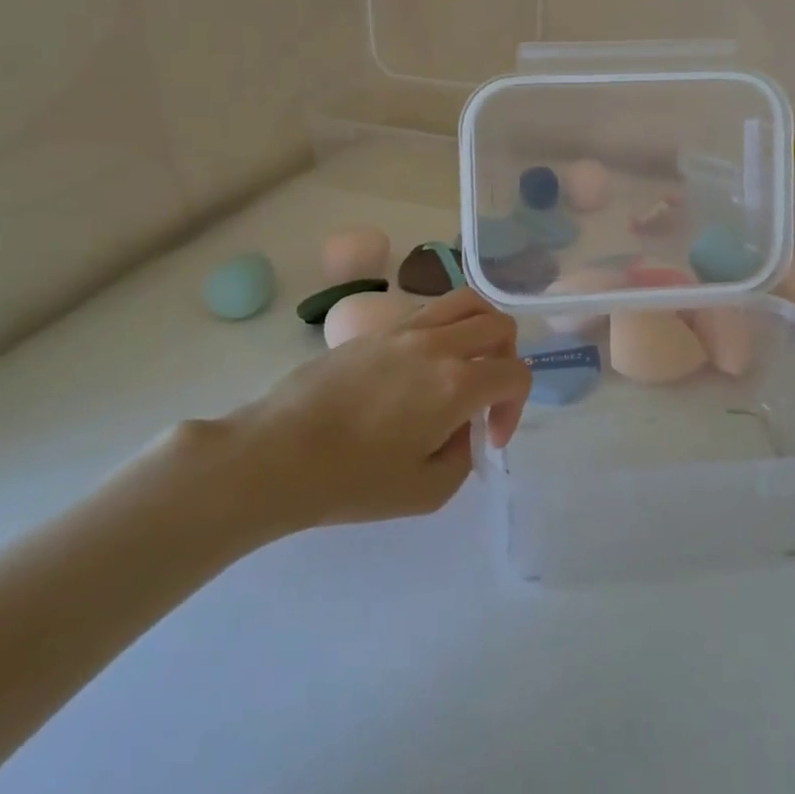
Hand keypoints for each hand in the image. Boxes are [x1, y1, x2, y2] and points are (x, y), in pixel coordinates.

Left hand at [189, 290, 529, 541]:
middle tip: (485, 397)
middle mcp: (438, 343)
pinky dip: (448, 326)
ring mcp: (406, 328)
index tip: (488, 438)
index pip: (516, 374)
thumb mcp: (426, 492)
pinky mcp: (378, 328)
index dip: (515, 407)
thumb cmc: (352, 480)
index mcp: (457, 383)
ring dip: (482, 330)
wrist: (278, 453)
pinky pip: (431, 309)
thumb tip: (463, 429)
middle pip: (499, 325)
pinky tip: (427, 362)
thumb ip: (463, 457)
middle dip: (506, 361)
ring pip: (467, 301)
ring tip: (468, 362)